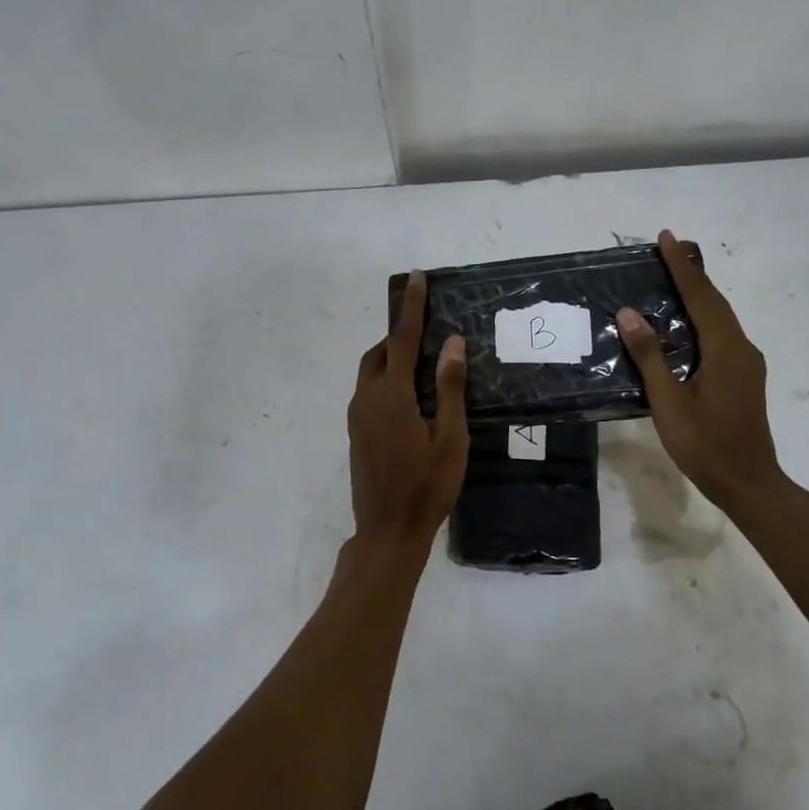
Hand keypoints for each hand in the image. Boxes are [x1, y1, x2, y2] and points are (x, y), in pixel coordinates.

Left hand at [348, 272, 469, 553]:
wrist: (388, 532)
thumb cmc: (427, 486)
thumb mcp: (450, 437)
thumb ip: (449, 388)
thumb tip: (452, 343)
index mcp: (391, 395)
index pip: (401, 338)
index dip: (411, 307)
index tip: (416, 278)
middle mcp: (367, 399)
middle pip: (379, 353)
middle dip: (398, 335)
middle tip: (427, 331)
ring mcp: (358, 418)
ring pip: (370, 373)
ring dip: (391, 359)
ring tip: (422, 364)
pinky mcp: (356, 434)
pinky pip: (369, 392)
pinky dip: (386, 381)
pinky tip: (409, 399)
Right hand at [617, 230, 784, 514]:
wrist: (748, 483)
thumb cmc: (705, 444)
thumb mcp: (669, 401)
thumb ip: (650, 355)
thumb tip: (629, 313)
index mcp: (726, 349)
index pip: (701, 296)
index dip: (682, 266)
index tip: (667, 237)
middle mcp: (742, 348)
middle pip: (715, 302)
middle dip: (691, 273)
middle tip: (668, 248)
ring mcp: (746, 363)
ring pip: (720, 318)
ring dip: (698, 294)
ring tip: (672, 277)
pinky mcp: (743, 377)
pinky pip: (721, 334)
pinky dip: (702, 317)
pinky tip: (685, 323)